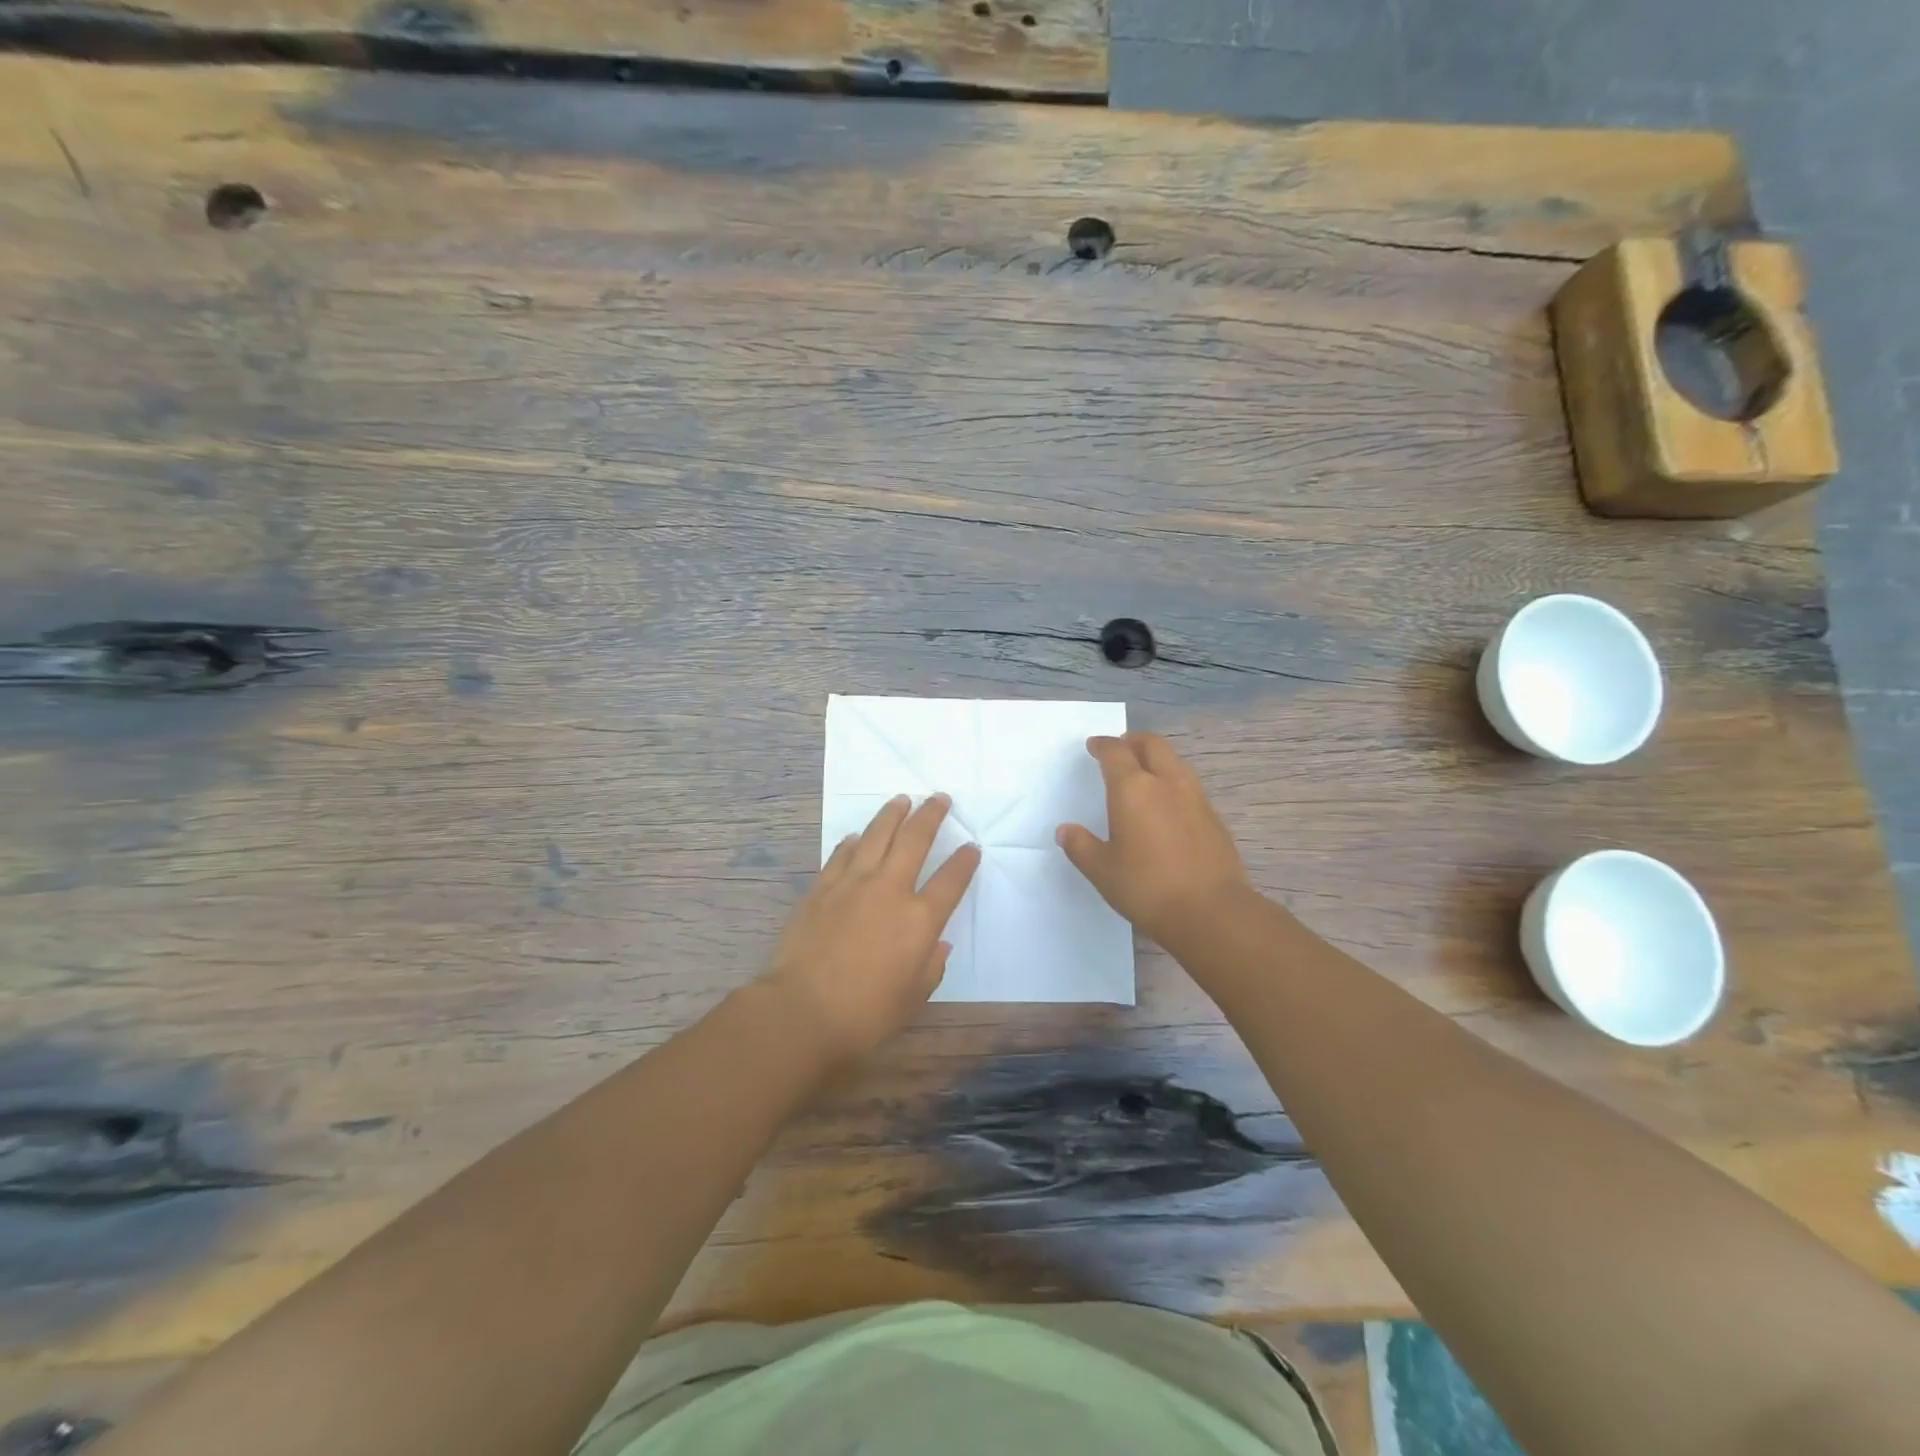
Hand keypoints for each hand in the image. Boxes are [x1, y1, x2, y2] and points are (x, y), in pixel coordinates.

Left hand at [764, 794, 979, 1061]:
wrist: (801, 1011)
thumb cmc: (865, 1014)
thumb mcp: (913, 998)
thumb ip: (931, 966)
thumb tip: (939, 944)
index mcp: (919, 920)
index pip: (951, 880)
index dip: (965, 861)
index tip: (972, 846)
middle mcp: (890, 890)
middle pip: (915, 840)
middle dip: (931, 815)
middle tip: (940, 798)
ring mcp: (852, 884)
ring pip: (876, 836)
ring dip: (892, 814)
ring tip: (902, 800)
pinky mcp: (821, 888)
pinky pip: (842, 855)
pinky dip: (854, 842)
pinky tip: (858, 836)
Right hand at [1057, 732, 1253, 945]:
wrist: (1211, 911)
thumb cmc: (1147, 887)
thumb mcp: (1102, 870)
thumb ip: (1081, 846)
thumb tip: (1066, 831)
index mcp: (1133, 788)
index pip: (1115, 752)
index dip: (1103, 745)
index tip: (1094, 746)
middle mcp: (1166, 783)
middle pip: (1152, 745)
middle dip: (1133, 741)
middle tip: (1120, 749)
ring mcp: (1195, 798)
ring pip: (1175, 762)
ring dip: (1157, 759)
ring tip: (1144, 774)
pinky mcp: (1213, 817)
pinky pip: (1189, 785)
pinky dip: (1173, 782)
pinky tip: (1167, 805)